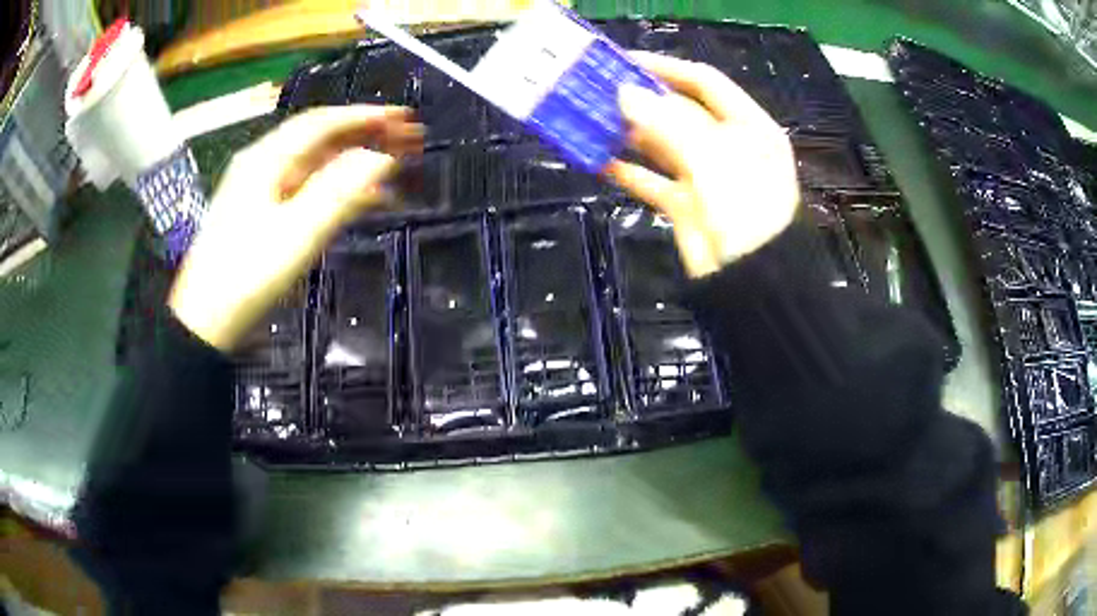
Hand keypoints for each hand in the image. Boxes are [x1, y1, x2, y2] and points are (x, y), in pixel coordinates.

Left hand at [169, 105, 423, 351]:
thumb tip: (383, 157)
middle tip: (407, 137)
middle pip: (320, 138)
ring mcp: (262, 189)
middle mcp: (264, 164)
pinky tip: (361, 197)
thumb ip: (340, 191)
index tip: (404, 117)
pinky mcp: (263, 213)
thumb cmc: (247, 275)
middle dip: (365, 134)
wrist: (205, 320)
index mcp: (267, 159)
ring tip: (394, 165)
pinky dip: (336, 187)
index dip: (365, 116)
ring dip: (355, 161)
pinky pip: (306, 188)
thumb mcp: (297, 233)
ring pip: (315, 164)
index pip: (322, 123)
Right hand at [606, 52, 799, 277]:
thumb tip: (625, 92)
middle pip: (679, 110)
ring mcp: (706, 174)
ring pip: (662, 143)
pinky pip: (653, 180)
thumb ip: (669, 124)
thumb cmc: (745, 212)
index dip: (666, 68)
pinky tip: (600, 160)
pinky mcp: (686, 204)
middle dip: (640, 100)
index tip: (623, 61)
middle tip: (596, 90)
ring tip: (591, 118)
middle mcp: (728, 144)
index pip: (705, 83)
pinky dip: (629, 171)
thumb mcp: (714, 161)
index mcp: (748, 126)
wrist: (752, 284)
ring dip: (630, 132)